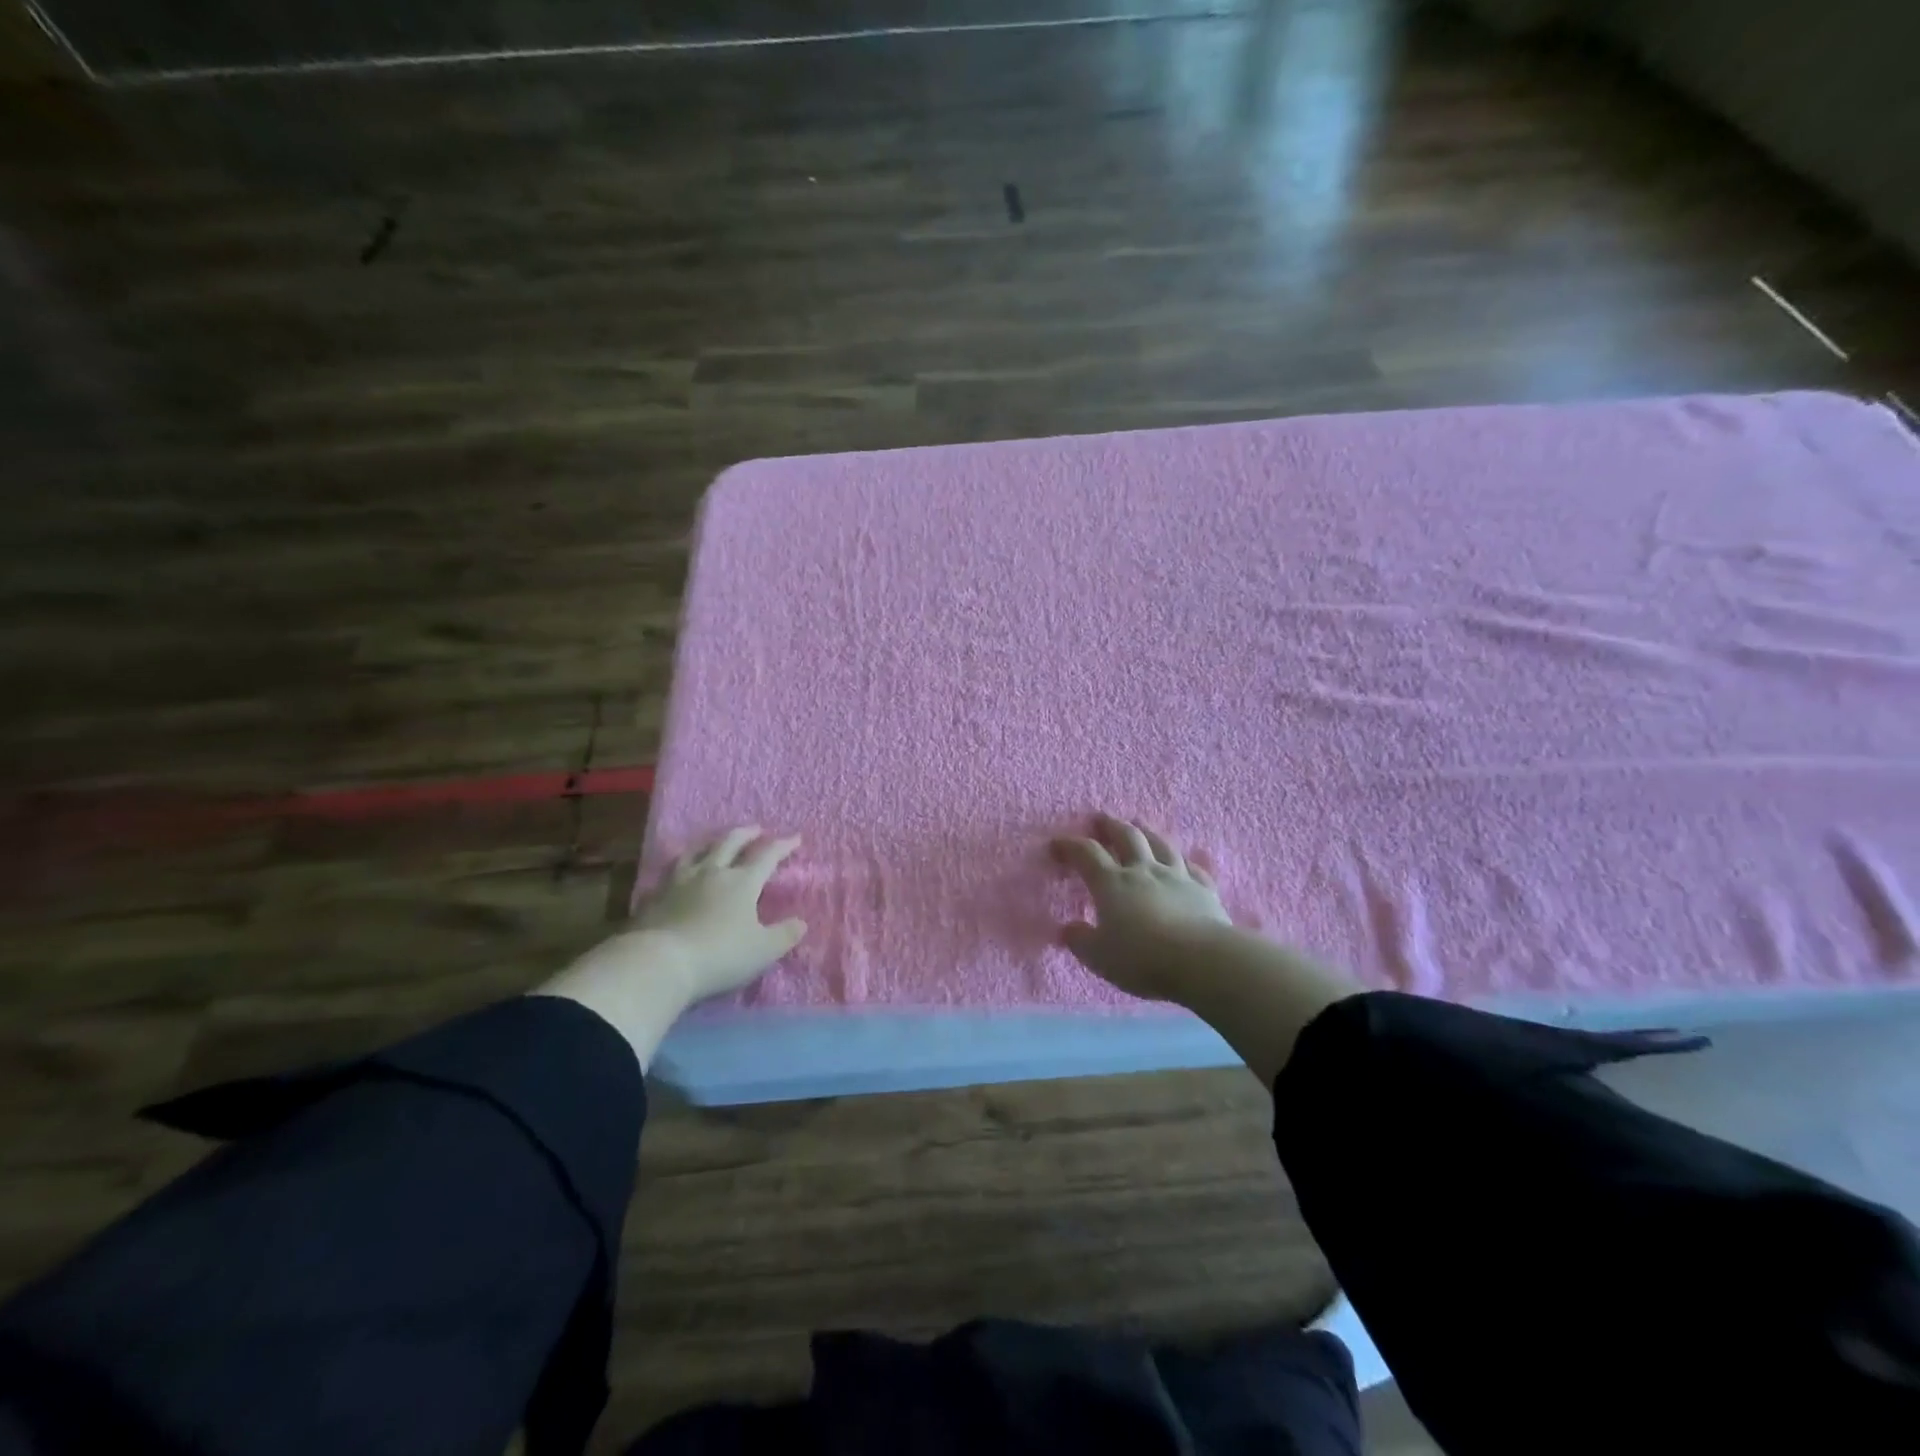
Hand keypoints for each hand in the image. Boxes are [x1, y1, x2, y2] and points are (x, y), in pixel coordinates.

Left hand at [531, 827, 806, 1068]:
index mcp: (742, 882)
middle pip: (730, 843)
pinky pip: (671, 871)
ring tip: (715, 842)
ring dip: (710, 843)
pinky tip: (679, 871)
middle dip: (746, 834)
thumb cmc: (720, 955)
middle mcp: (712, 873)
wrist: (659, 962)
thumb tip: (801, 923)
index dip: (783, 845)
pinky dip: (681, 865)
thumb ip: (785, 935)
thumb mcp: (763, 950)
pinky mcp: (655, 896)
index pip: (767, 855)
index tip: (795, 838)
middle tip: (756, 829)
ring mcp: (680, 881)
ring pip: (697, 852)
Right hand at [1052, 815, 1230, 1001]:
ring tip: (1139, 824)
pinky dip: (1185, 861)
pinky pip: (1193, 868)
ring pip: (1160, 844)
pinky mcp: (1204, 889)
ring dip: (1147, 832)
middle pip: (1126, 837)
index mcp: (1112, 883)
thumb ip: (1080, 940)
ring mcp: (1177, 876)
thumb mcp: (1099, 957)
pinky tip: (1184, 861)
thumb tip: (1068, 928)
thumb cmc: (1142, 958)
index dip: (1070, 845)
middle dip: (1110, 826)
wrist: (1202, 960)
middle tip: (1100, 819)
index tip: (1056, 844)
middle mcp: (1143, 871)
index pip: (1086, 854)